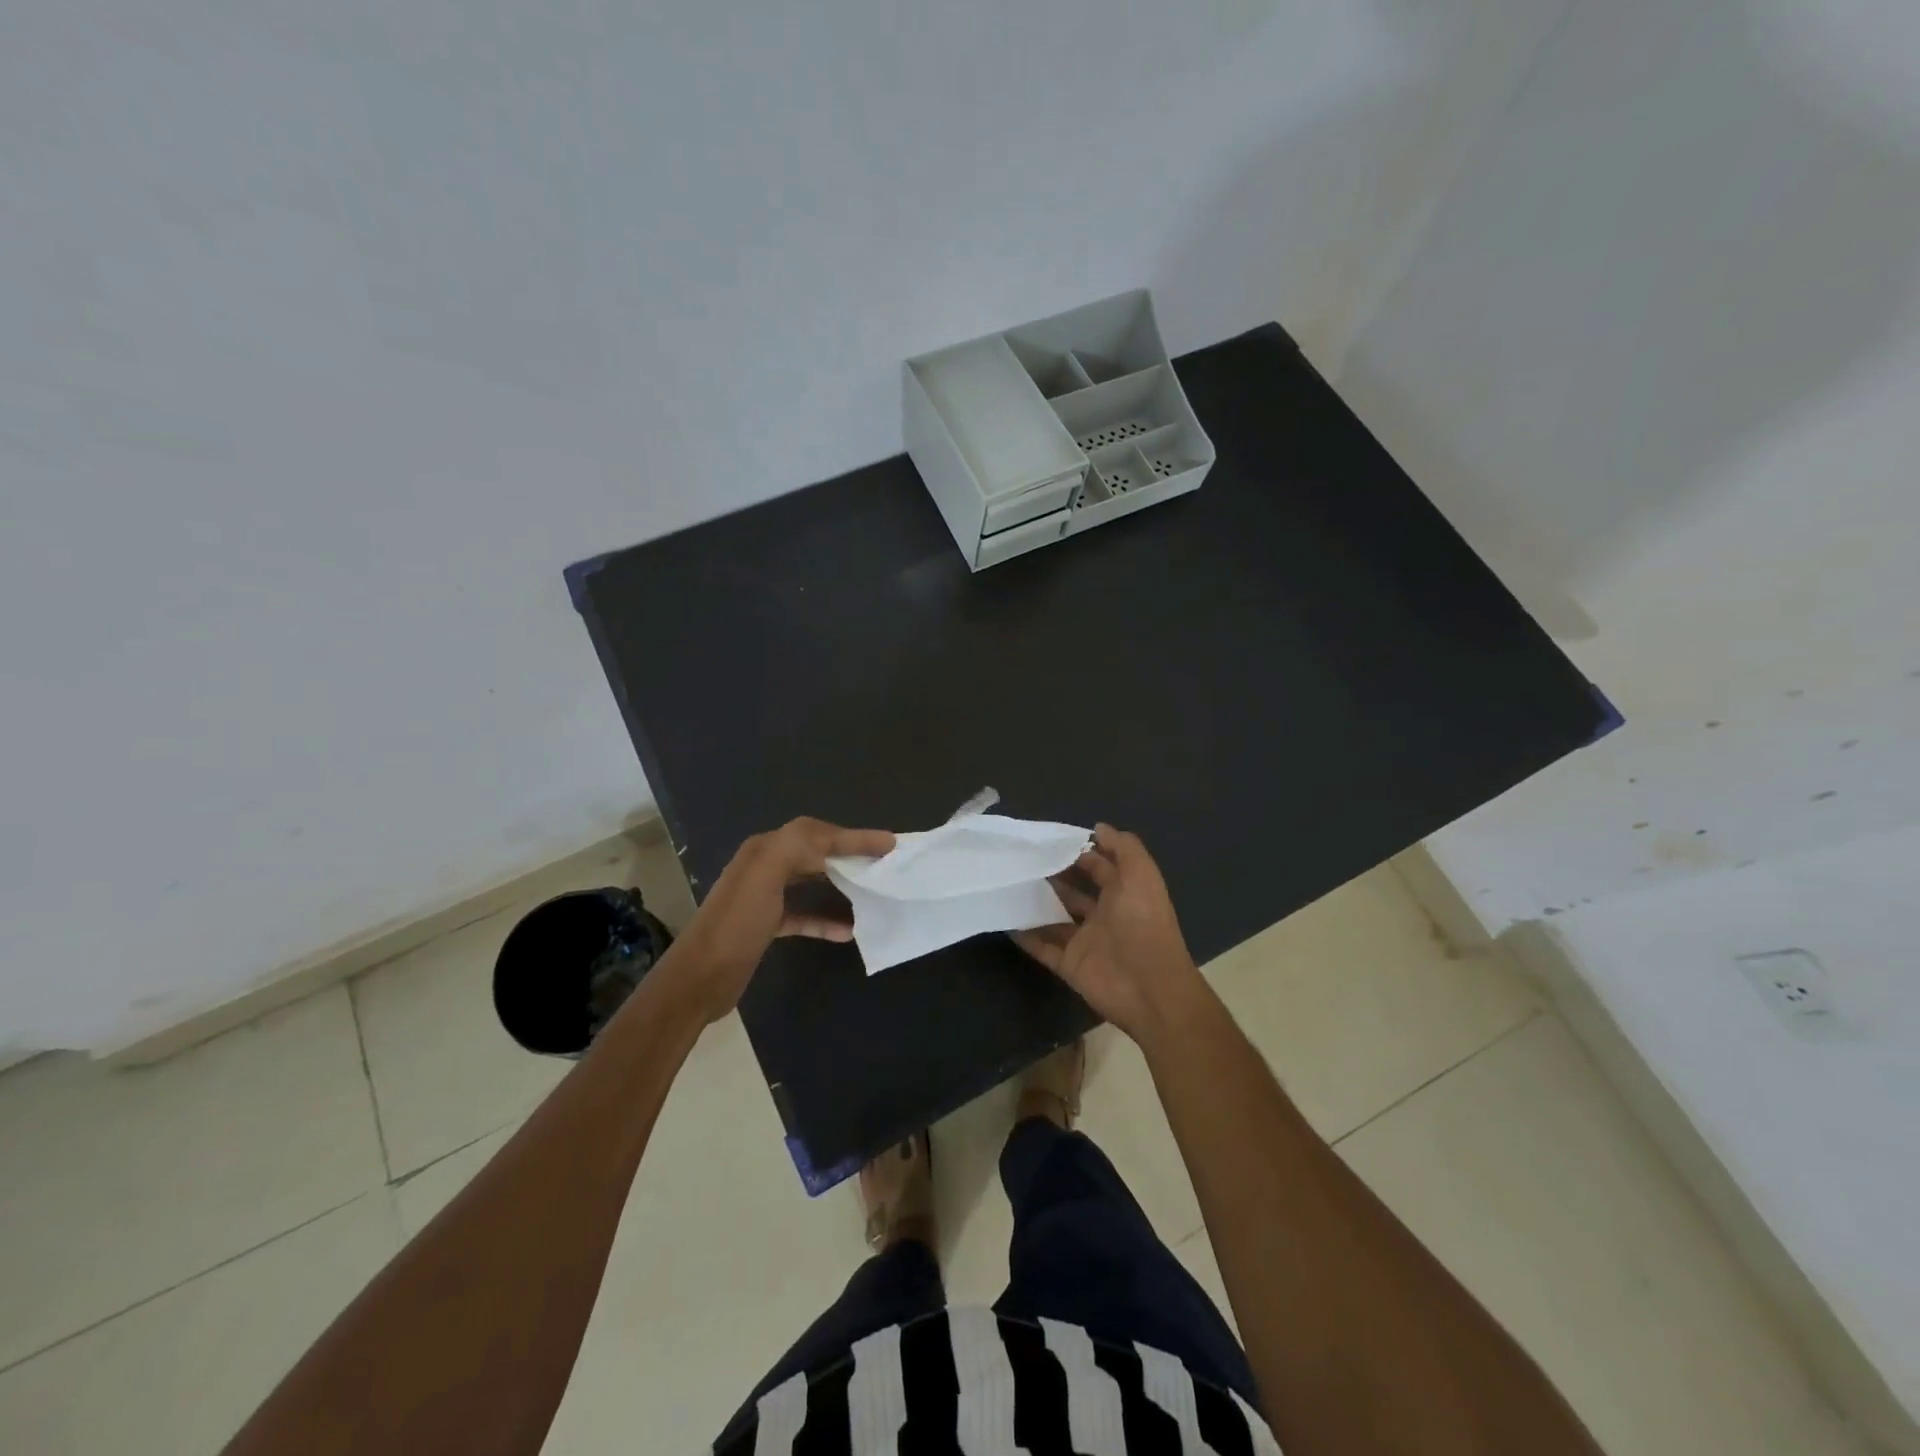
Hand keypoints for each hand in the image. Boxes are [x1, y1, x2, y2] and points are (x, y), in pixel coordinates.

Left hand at [665, 817, 893, 1022]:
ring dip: (842, 883)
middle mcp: (765, 866)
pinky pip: (804, 914)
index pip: (817, 832)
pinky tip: (847, 930)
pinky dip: (826, 919)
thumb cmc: (736, 924)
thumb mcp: (764, 876)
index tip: (890, 843)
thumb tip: (834, 839)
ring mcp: (765, 897)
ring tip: (872, 890)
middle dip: (850, 853)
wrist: (699, 979)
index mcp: (765, 850)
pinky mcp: (766, 925)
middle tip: (885, 862)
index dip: (854, 835)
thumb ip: (797, 847)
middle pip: (816, 851)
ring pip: (812, 881)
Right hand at [1014, 824, 1207, 1043]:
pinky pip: (1042, 947)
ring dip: (1036, 903)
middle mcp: (1105, 916)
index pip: (1100, 867)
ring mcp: (1086, 941)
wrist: (1148, 988)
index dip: (1080, 852)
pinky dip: (1025, 936)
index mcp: (1124, 894)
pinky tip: (1005, 919)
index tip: (1050, 840)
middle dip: (1053, 876)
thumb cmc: (1143, 924)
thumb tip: (1098, 827)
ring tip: (1008, 883)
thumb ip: (1124, 847)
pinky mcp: (1069, 964)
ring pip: (1055, 918)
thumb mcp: (1141, 875)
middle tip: (1023, 858)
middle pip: (1074, 892)